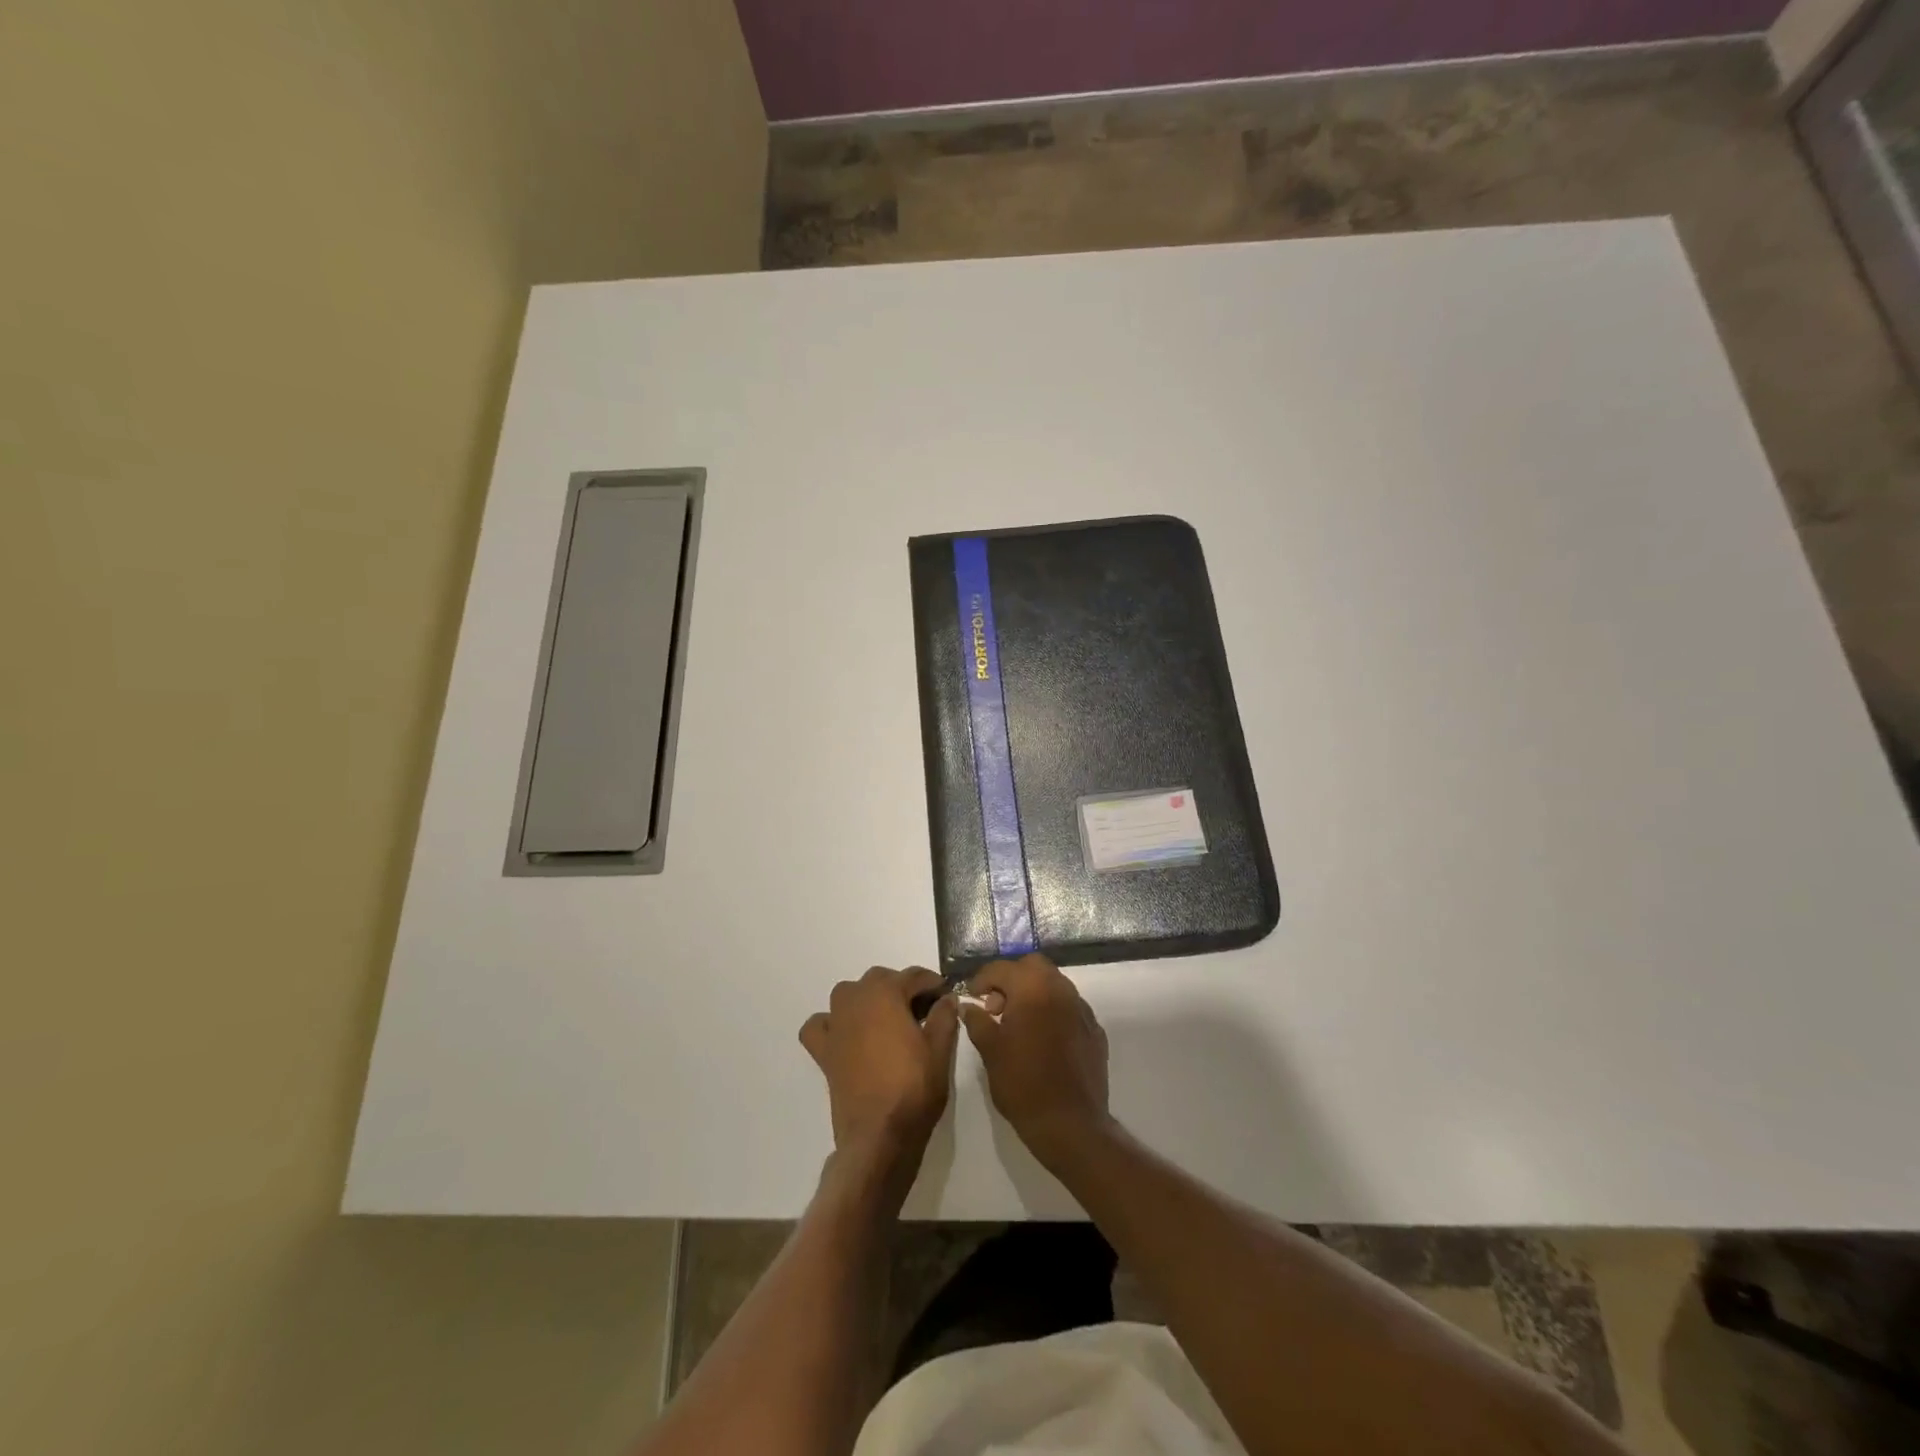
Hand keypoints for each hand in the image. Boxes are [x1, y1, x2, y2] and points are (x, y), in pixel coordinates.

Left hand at [799, 967, 959, 1180]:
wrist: (879, 1135)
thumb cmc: (913, 1088)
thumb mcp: (939, 1050)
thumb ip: (944, 1016)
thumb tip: (947, 998)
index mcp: (886, 994)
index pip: (914, 976)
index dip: (933, 983)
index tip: (946, 995)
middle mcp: (856, 1000)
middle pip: (880, 979)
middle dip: (902, 988)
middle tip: (923, 1011)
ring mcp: (836, 1024)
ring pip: (849, 994)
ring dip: (868, 998)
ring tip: (887, 1019)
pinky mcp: (824, 1050)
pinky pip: (821, 1025)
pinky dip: (831, 1023)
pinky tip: (846, 1035)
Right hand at [961, 954, 1110, 1166]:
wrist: (1070, 1124)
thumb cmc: (1022, 1084)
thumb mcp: (990, 1051)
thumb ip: (977, 1021)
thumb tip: (968, 1006)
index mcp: (1033, 988)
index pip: (1002, 968)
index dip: (982, 979)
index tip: (971, 996)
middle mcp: (1061, 989)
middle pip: (1033, 966)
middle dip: (1011, 979)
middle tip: (996, 1006)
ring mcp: (1082, 1009)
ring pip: (1054, 984)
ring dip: (1033, 993)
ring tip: (1018, 1024)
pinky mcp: (1095, 1030)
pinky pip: (1070, 1008)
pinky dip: (1053, 1012)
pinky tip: (1043, 1039)